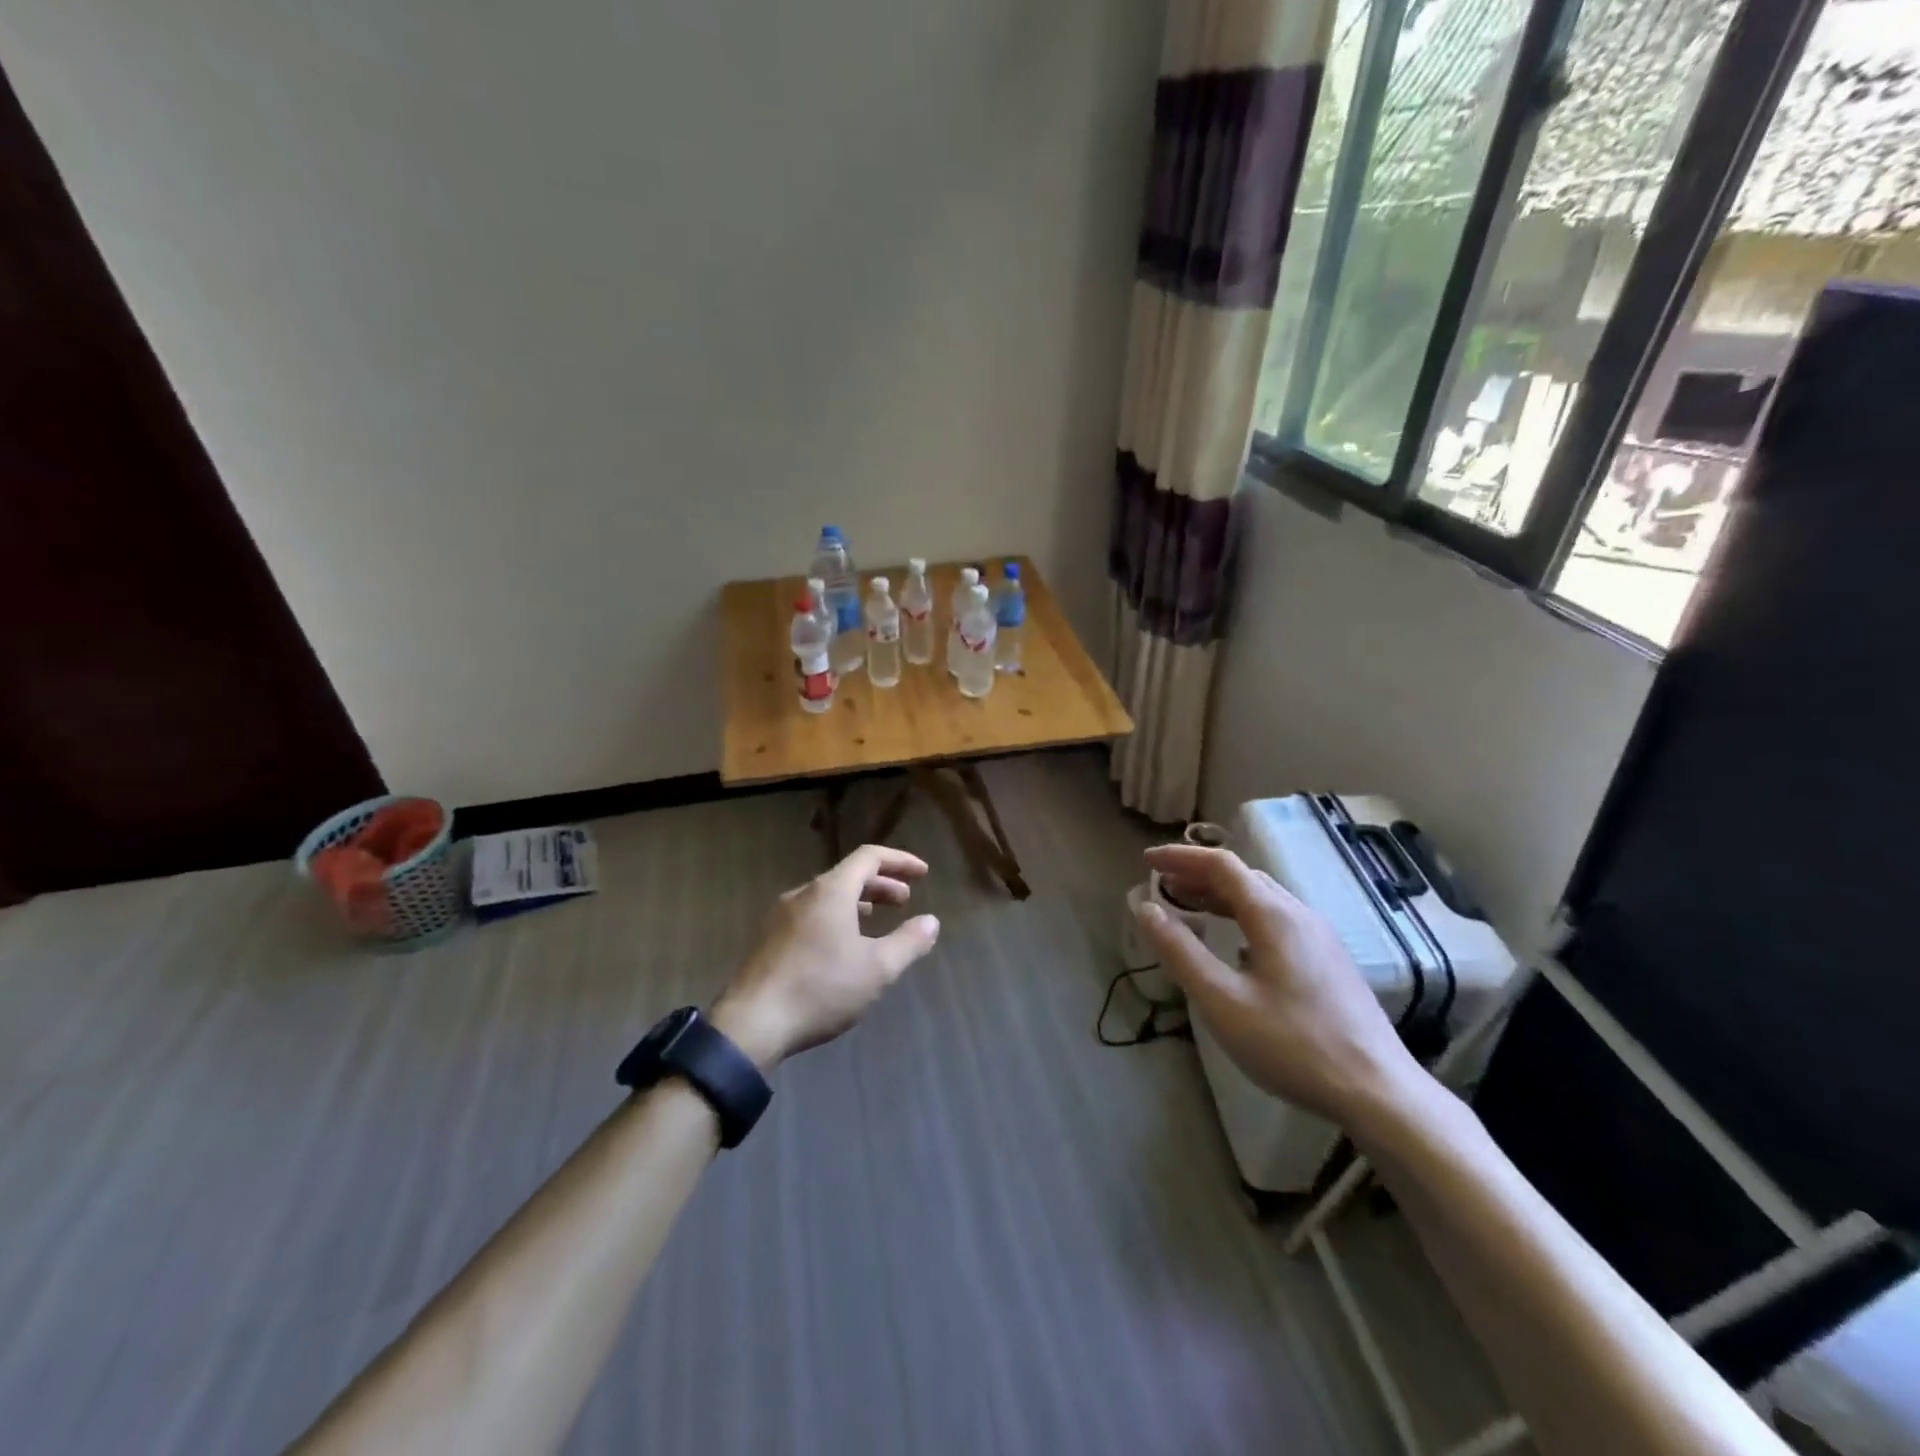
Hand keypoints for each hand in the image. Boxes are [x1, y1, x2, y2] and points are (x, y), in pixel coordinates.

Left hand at [711, 844, 940, 1070]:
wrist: (752, 1024)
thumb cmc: (820, 989)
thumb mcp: (877, 969)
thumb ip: (909, 942)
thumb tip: (931, 922)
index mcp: (830, 891)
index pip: (869, 857)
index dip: (900, 861)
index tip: (923, 873)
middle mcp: (803, 894)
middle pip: (847, 875)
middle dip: (881, 884)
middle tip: (905, 901)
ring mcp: (781, 916)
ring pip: (827, 896)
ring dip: (857, 901)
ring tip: (875, 919)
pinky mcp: (769, 939)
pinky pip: (811, 914)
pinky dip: (836, 917)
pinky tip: (841, 946)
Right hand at [1134, 845, 1425, 1127]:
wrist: (1379, 1092)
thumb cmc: (1293, 1045)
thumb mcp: (1222, 1001)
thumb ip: (1180, 951)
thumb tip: (1145, 908)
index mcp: (1273, 915)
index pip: (1221, 864)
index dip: (1180, 857)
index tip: (1146, 861)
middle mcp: (1299, 914)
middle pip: (1243, 876)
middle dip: (1198, 873)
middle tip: (1162, 886)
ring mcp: (1320, 937)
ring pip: (1263, 898)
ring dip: (1221, 894)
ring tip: (1189, 908)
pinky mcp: (1330, 961)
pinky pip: (1278, 920)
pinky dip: (1243, 915)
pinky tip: (1234, 946)